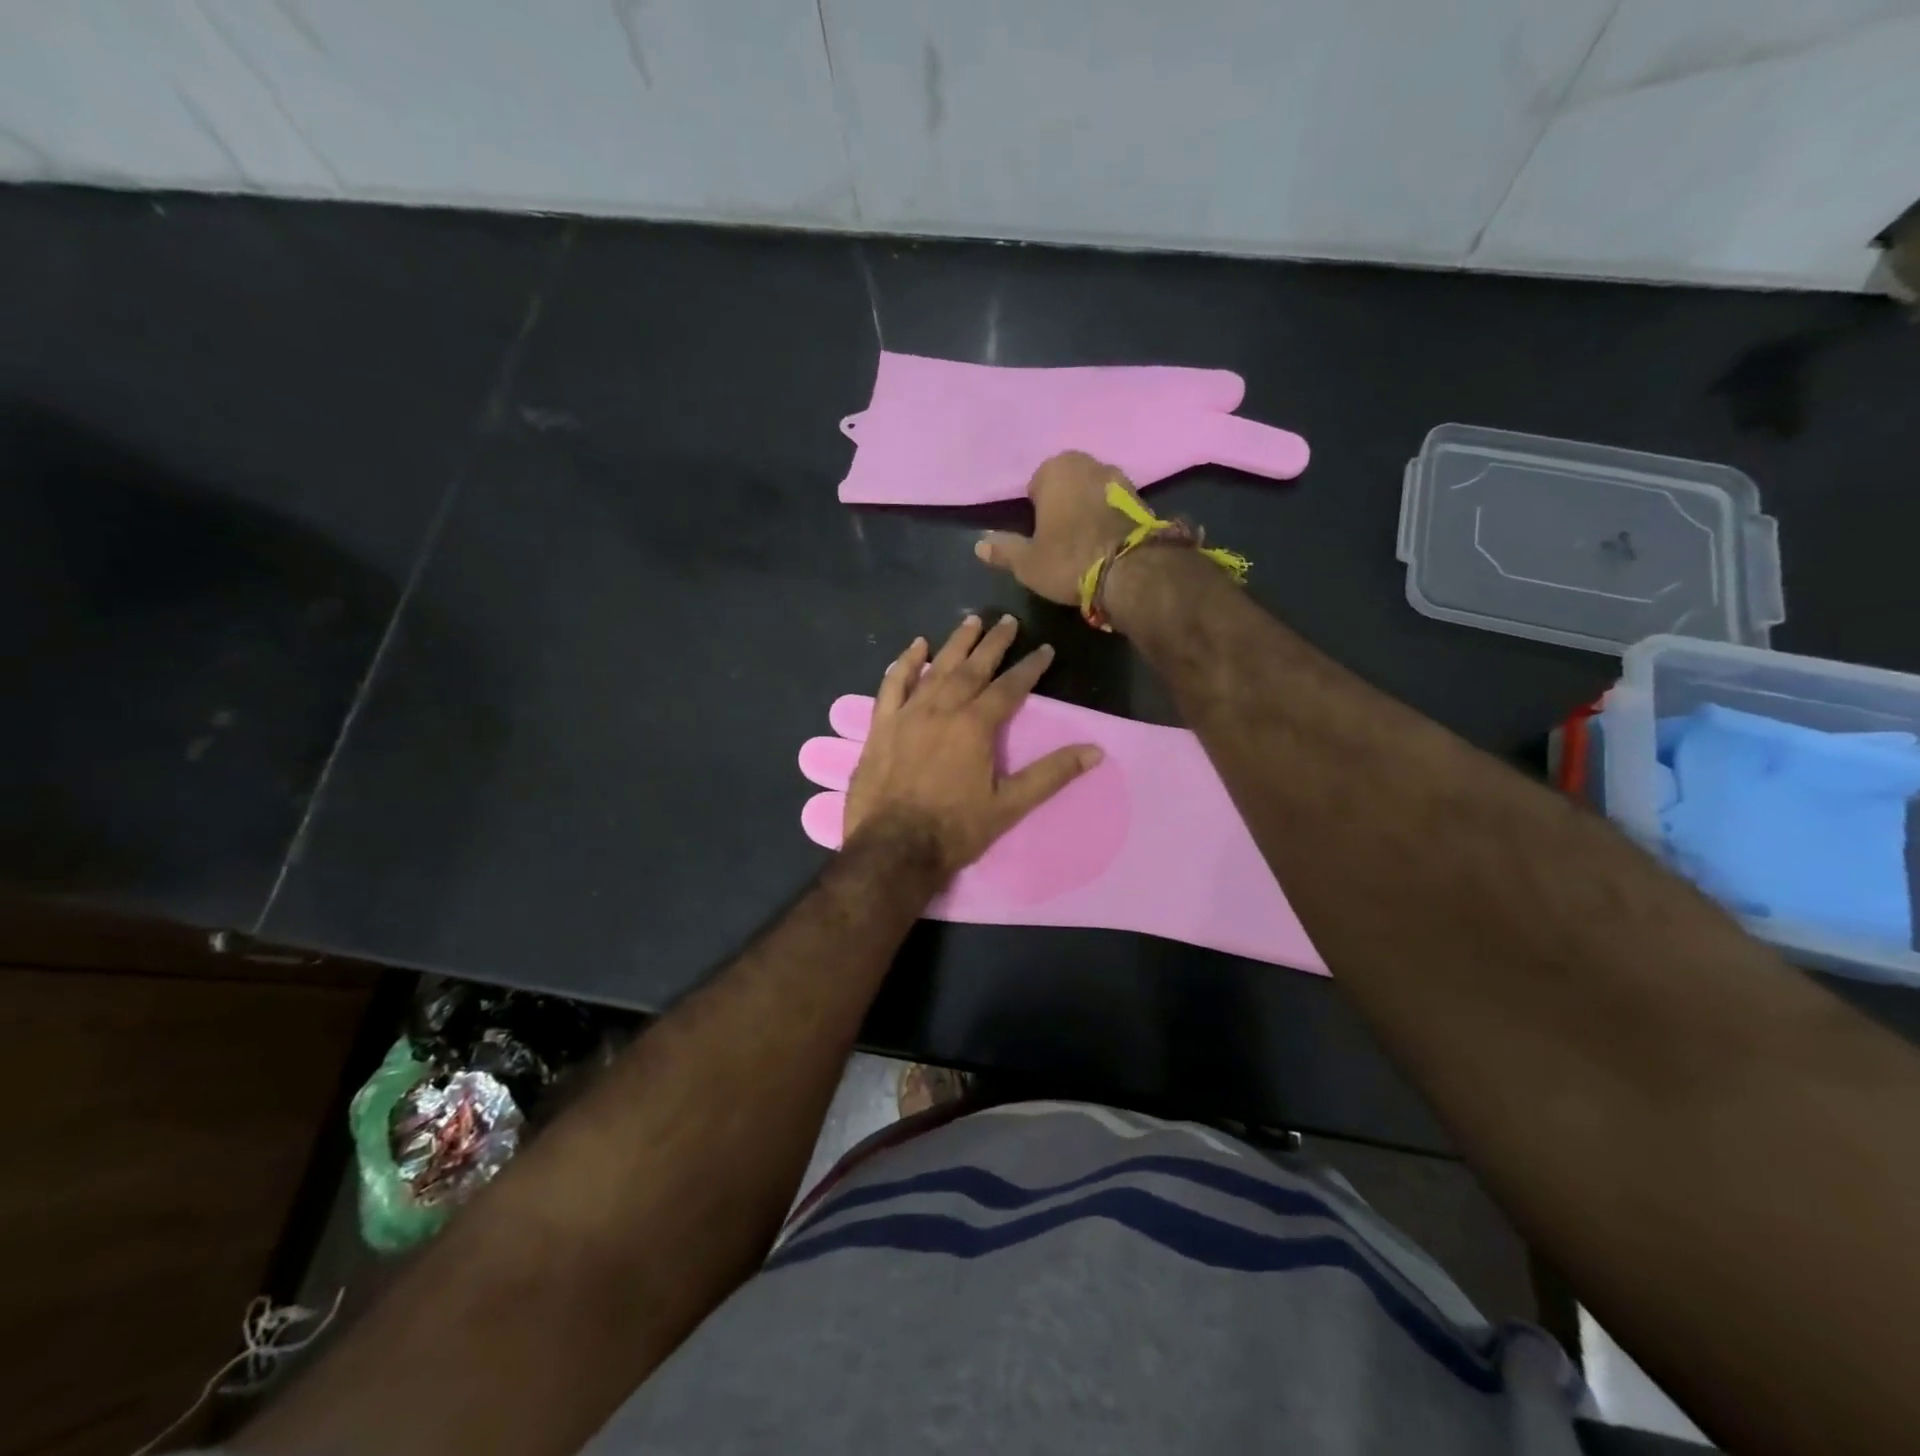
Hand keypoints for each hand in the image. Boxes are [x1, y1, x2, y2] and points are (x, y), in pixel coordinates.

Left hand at [844, 614, 1102, 878]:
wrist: (893, 849)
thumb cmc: (955, 830)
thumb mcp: (1010, 806)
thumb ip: (1051, 774)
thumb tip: (1095, 751)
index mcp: (975, 726)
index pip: (1010, 688)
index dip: (1030, 667)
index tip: (1045, 650)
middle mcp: (941, 710)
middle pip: (972, 668)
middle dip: (994, 644)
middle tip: (1008, 621)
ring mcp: (907, 715)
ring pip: (935, 669)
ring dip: (955, 644)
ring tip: (971, 621)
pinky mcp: (881, 726)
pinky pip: (893, 685)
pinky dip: (905, 664)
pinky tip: (915, 648)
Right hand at [974, 450, 1143, 605]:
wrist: (1131, 571)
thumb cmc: (1069, 560)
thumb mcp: (1027, 562)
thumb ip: (1004, 549)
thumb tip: (979, 544)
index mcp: (1056, 469)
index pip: (1036, 484)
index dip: (1036, 509)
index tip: (1039, 534)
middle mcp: (1089, 463)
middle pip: (1068, 483)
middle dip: (1064, 503)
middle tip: (1060, 538)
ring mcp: (1121, 478)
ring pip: (1094, 492)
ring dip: (1088, 509)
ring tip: (1085, 542)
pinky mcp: (1143, 499)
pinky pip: (1116, 506)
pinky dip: (1110, 518)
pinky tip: (1107, 543)